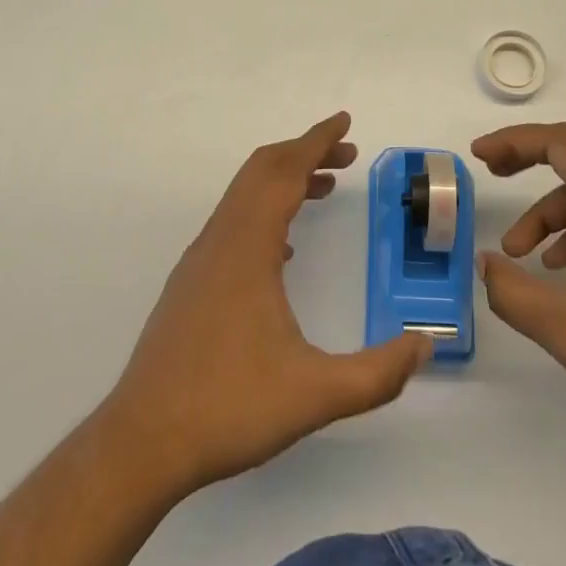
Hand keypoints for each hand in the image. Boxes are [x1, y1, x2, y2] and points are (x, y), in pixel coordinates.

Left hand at [98, 113, 430, 496]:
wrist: (141, 443)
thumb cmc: (228, 408)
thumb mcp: (314, 395)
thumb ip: (377, 374)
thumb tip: (424, 347)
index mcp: (248, 246)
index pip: (285, 171)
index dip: (316, 140)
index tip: (344, 122)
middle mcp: (221, 239)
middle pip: (262, 170)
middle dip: (305, 152)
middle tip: (346, 154)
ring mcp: (200, 260)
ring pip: (244, 195)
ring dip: (284, 180)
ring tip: (323, 188)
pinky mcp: (190, 283)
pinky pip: (232, 222)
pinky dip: (264, 209)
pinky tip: (284, 246)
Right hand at [474, 120, 565, 452]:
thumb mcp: (561, 324)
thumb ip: (509, 290)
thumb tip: (485, 265)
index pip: (558, 142)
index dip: (513, 142)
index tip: (479, 156)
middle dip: (532, 154)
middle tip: (494, 171)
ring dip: (552, 207)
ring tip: (522, 253)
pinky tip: (563, 270)